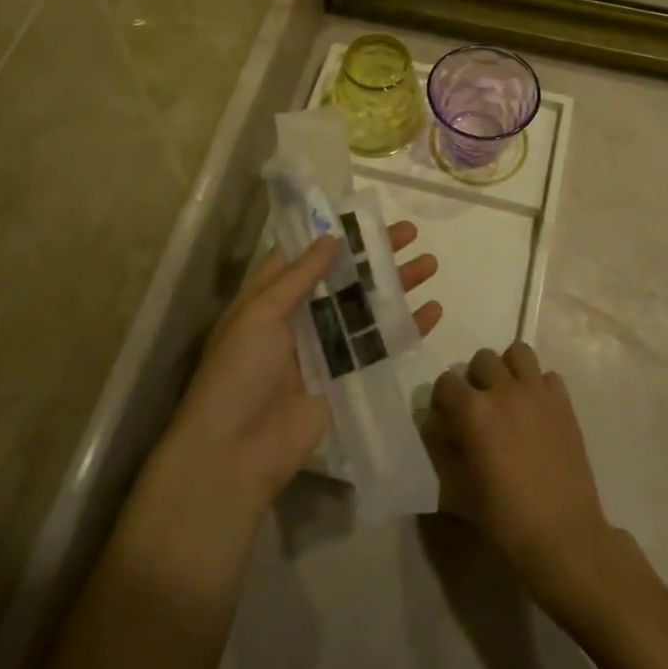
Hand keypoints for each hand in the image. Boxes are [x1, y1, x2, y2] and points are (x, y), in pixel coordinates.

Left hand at [165, 225, 441, 519]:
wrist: (234, 454)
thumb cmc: (238, 372)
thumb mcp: (260, 313)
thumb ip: (299, 276)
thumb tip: (331, 237)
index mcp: (271, 297)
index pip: (305, 255)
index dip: (333, 234)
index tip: (365, 214)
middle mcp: (299, 317)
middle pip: (343, 277)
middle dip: (375, 254)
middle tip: (410, 233)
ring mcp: (325, 348)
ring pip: (367, 306)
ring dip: (397, 285)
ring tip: (430, 263)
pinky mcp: (345, 377)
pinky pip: (379, 346)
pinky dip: (405, 328)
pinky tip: (432, 311)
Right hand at [425, 342, 622, 611]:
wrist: (564, 536)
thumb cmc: (506, 520)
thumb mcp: (461, 490)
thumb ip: (446, 449)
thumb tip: (441, 426)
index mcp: (474, 412)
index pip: (446, 382)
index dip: (443, 399)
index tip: (447, 418)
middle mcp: (505, 391)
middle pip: (482, 359)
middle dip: (474, 379)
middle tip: (479, 407)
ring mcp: (538, 393)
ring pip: (517, 353)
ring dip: (508, 369)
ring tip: (508, 397)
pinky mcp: (564, 402)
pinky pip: (548, 375)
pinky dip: (538, 385)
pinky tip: (536, 411)